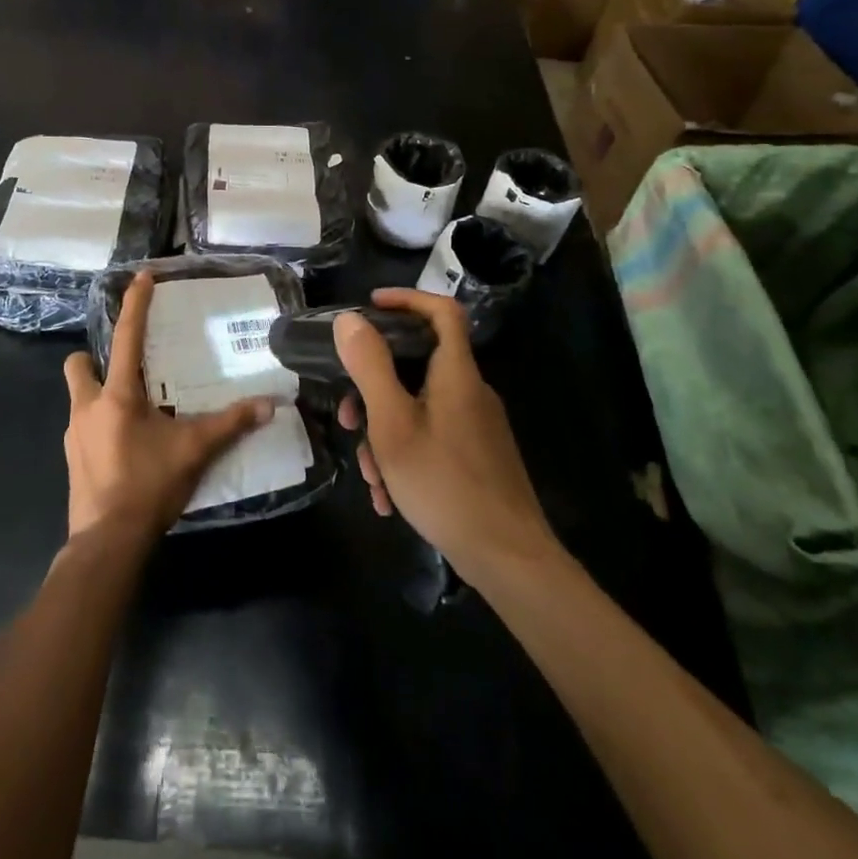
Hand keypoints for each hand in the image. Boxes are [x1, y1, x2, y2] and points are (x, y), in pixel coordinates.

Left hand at [63, 271, 273, 545]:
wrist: (107, 542)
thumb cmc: (148, 486)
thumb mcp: (194, 450)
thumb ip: (230, 424)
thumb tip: (269, 405)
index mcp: (117, 395)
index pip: (127, 337)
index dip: (135, 304)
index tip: (140, 276)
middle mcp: (87, 407)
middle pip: (78, 364)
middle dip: (93, 358)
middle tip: (126, 369)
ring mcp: (74, 435)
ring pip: (79, 398)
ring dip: (99, 395)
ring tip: (134, 411)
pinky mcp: (72, 460)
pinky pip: (83, 428)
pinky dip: (100, 426)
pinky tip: (125, 446)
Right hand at [335, 289, 555, 583]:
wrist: (508, 559)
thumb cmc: (444, 483)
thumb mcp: (393, 423)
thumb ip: (370, 367)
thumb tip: (350, 320)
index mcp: (456, 373)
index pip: (442, 311)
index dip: (407, 299)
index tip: (370, 307)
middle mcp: (470, 392)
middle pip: (418, 366)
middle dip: (375, 390)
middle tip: (349, 419)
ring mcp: (476, 426)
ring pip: (419, 409)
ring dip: (385, 435)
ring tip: (371, 477)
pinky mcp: (478, 456)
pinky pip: (432, 438)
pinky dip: (406, 456)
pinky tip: (390, 498)